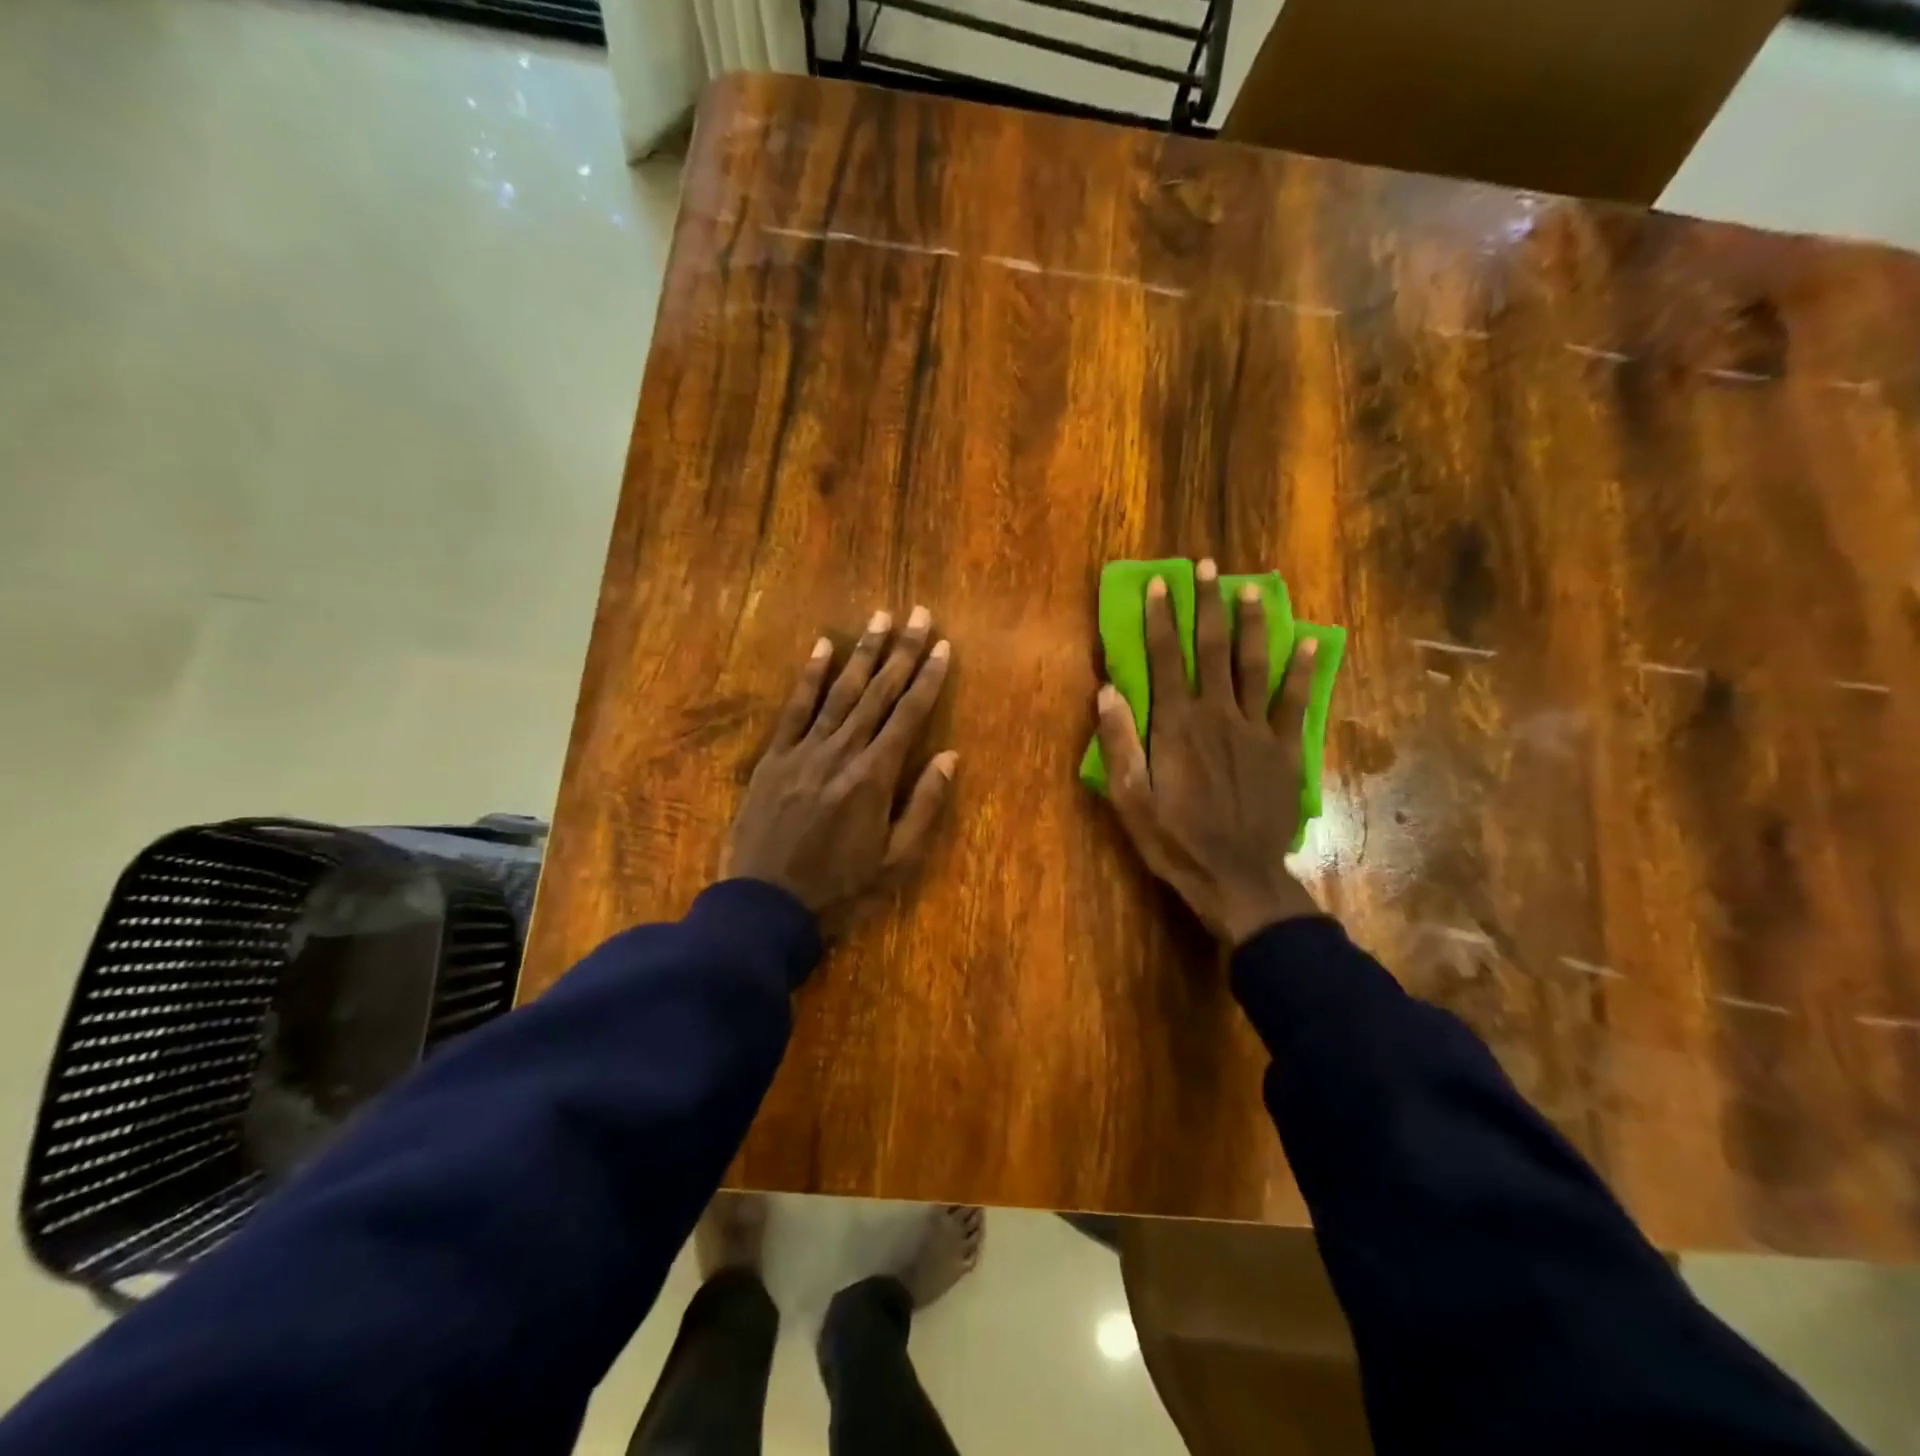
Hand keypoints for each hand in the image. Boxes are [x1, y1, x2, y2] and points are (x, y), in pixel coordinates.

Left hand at [725, 606, 957, 933]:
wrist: (766, 907)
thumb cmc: (840, 890)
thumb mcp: (896, 862)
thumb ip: (924, 806)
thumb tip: (950, 757)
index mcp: (874, 778)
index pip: (909, 716)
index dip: (929, 679)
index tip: (944, 647)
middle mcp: (842, 753)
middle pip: (878, 693)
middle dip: (903, 652)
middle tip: (920, 614)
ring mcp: (804, 751)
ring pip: (840, 692)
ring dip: (863, 652)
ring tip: (881, 618)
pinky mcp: (774, 758)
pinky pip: (795, 708)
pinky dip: (810, 676)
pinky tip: (823, 647)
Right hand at [1095, 559, 1320, 944]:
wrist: (1238, 877)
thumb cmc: (1175, 840)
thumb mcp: (1131, 798)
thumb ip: (1120, 742)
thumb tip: (1107, 690)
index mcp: (1177, 725)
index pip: (1165, 659)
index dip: (1161, 619)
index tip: (1160, 583)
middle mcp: (1217, 715)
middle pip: (1212, 649)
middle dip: (1207, 604)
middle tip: (1208, 566)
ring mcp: (1257, 729)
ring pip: (1254, 665)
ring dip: (1251, 623)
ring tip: (1251, 587)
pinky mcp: (1285, 749)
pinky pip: (1295, 701)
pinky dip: (1302, 670)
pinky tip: (1308, 641)